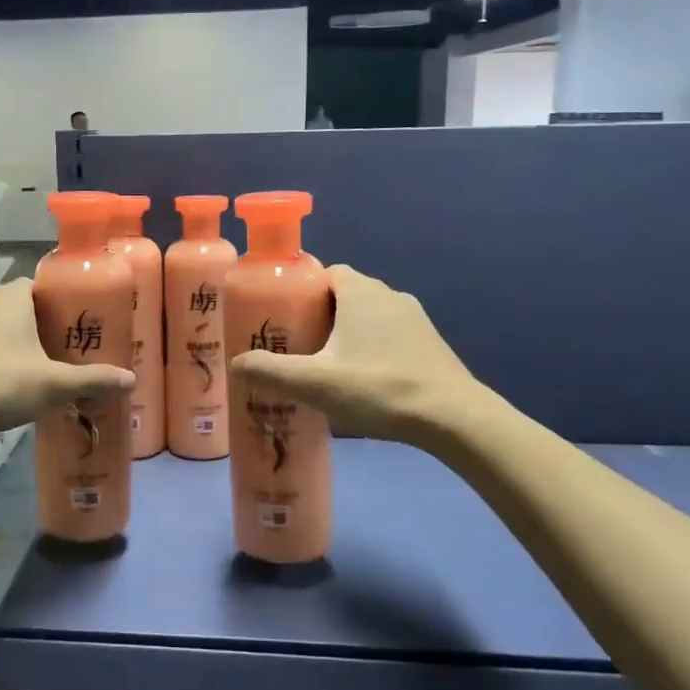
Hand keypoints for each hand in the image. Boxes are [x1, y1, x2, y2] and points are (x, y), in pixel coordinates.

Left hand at [0, 279, 134, 440]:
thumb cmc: (2, 384)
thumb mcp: (54, 384)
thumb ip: (93, 380)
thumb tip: (131, 380)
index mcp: (11, 298)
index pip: (40, 284)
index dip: (61, 300)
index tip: (79, 322)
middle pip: (22, 306)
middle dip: (43, 324)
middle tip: (68, 347)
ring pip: (0, 327)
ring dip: (19, 342)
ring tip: (43, 366)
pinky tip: (11, 382)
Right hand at [230, 264, 480, 445]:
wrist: (452, 417)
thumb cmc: (378, 388)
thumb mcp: (315, 382)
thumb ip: (270, 371)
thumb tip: (236, 364)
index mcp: (361, 291)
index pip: (325, 272)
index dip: (300, 290)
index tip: (282, 318)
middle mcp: (389, 294)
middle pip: (344, 295)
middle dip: (318, 315)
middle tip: (296, 346)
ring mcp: (414, 318)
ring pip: (368, 316)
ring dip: (346, 334)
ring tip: (325, 366)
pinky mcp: (429, 343)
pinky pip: (389, 335)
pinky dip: (371, 348)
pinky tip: (362, 380)